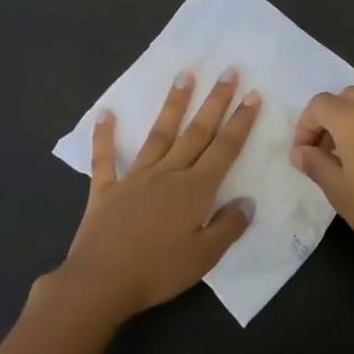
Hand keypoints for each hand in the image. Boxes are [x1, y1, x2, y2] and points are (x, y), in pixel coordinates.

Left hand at [46, 70, 259, 321]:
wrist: (100, 282)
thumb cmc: (158, 271)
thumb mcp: (204, 257)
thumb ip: (228, 226)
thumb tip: (246, 201)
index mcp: (194, 189)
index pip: (224, 149)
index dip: (240, 122)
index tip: (253, 95)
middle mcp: (168, 173)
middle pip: (196, 132)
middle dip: (215, 101)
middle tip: (228, 71)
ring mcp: (135, 177)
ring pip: (159, 134)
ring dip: (173, 105)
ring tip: (184, 76)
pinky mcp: (106, 188)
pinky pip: (105, 158)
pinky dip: (104, 135)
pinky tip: (105, 113)